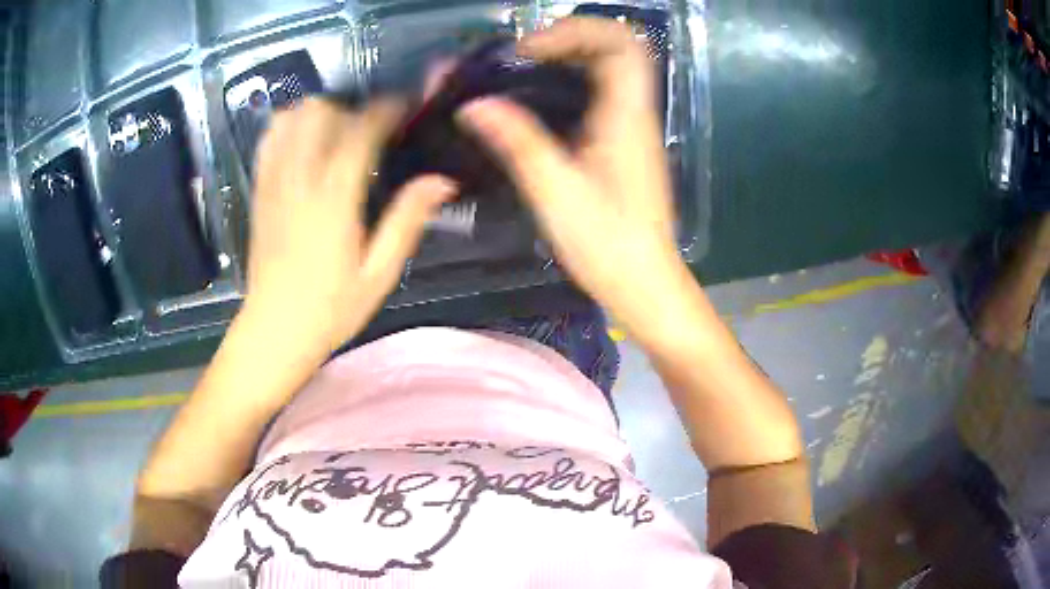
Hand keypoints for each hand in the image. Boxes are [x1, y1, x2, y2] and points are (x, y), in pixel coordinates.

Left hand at [245, 98, 454, 352]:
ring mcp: (273, 184)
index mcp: (334, 201)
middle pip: (318, 112)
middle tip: (368, 130)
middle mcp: (299, 182)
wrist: (274, 331)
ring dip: (317, 115)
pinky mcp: (259, 192)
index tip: (403, 106)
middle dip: (348, 108)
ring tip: (336, 134)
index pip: (359, 132)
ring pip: (289, 119)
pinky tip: (304, 145)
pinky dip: (288, 129)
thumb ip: (407, 221)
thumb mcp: (380, 273)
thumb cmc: (331, 309)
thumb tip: (441, 180)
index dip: (384, 110)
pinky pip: (268, 141)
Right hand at [457, 18, 695, 340]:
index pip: (620, 43)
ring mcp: (631, 127)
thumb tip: (473, 105)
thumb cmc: (607, 243)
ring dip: (567, 58)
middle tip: (521, 57)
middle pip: (614, 47)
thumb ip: (517, 141)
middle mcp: (635, 113)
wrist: (645, 284)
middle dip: (567, 38)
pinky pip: (600, 94)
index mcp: (627, 116)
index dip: (574, 31)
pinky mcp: (622, 144)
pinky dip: (570, 83)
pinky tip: (536, 101)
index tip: (527, 52)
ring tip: (521, 71)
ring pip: (608, 69)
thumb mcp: (556, 191)